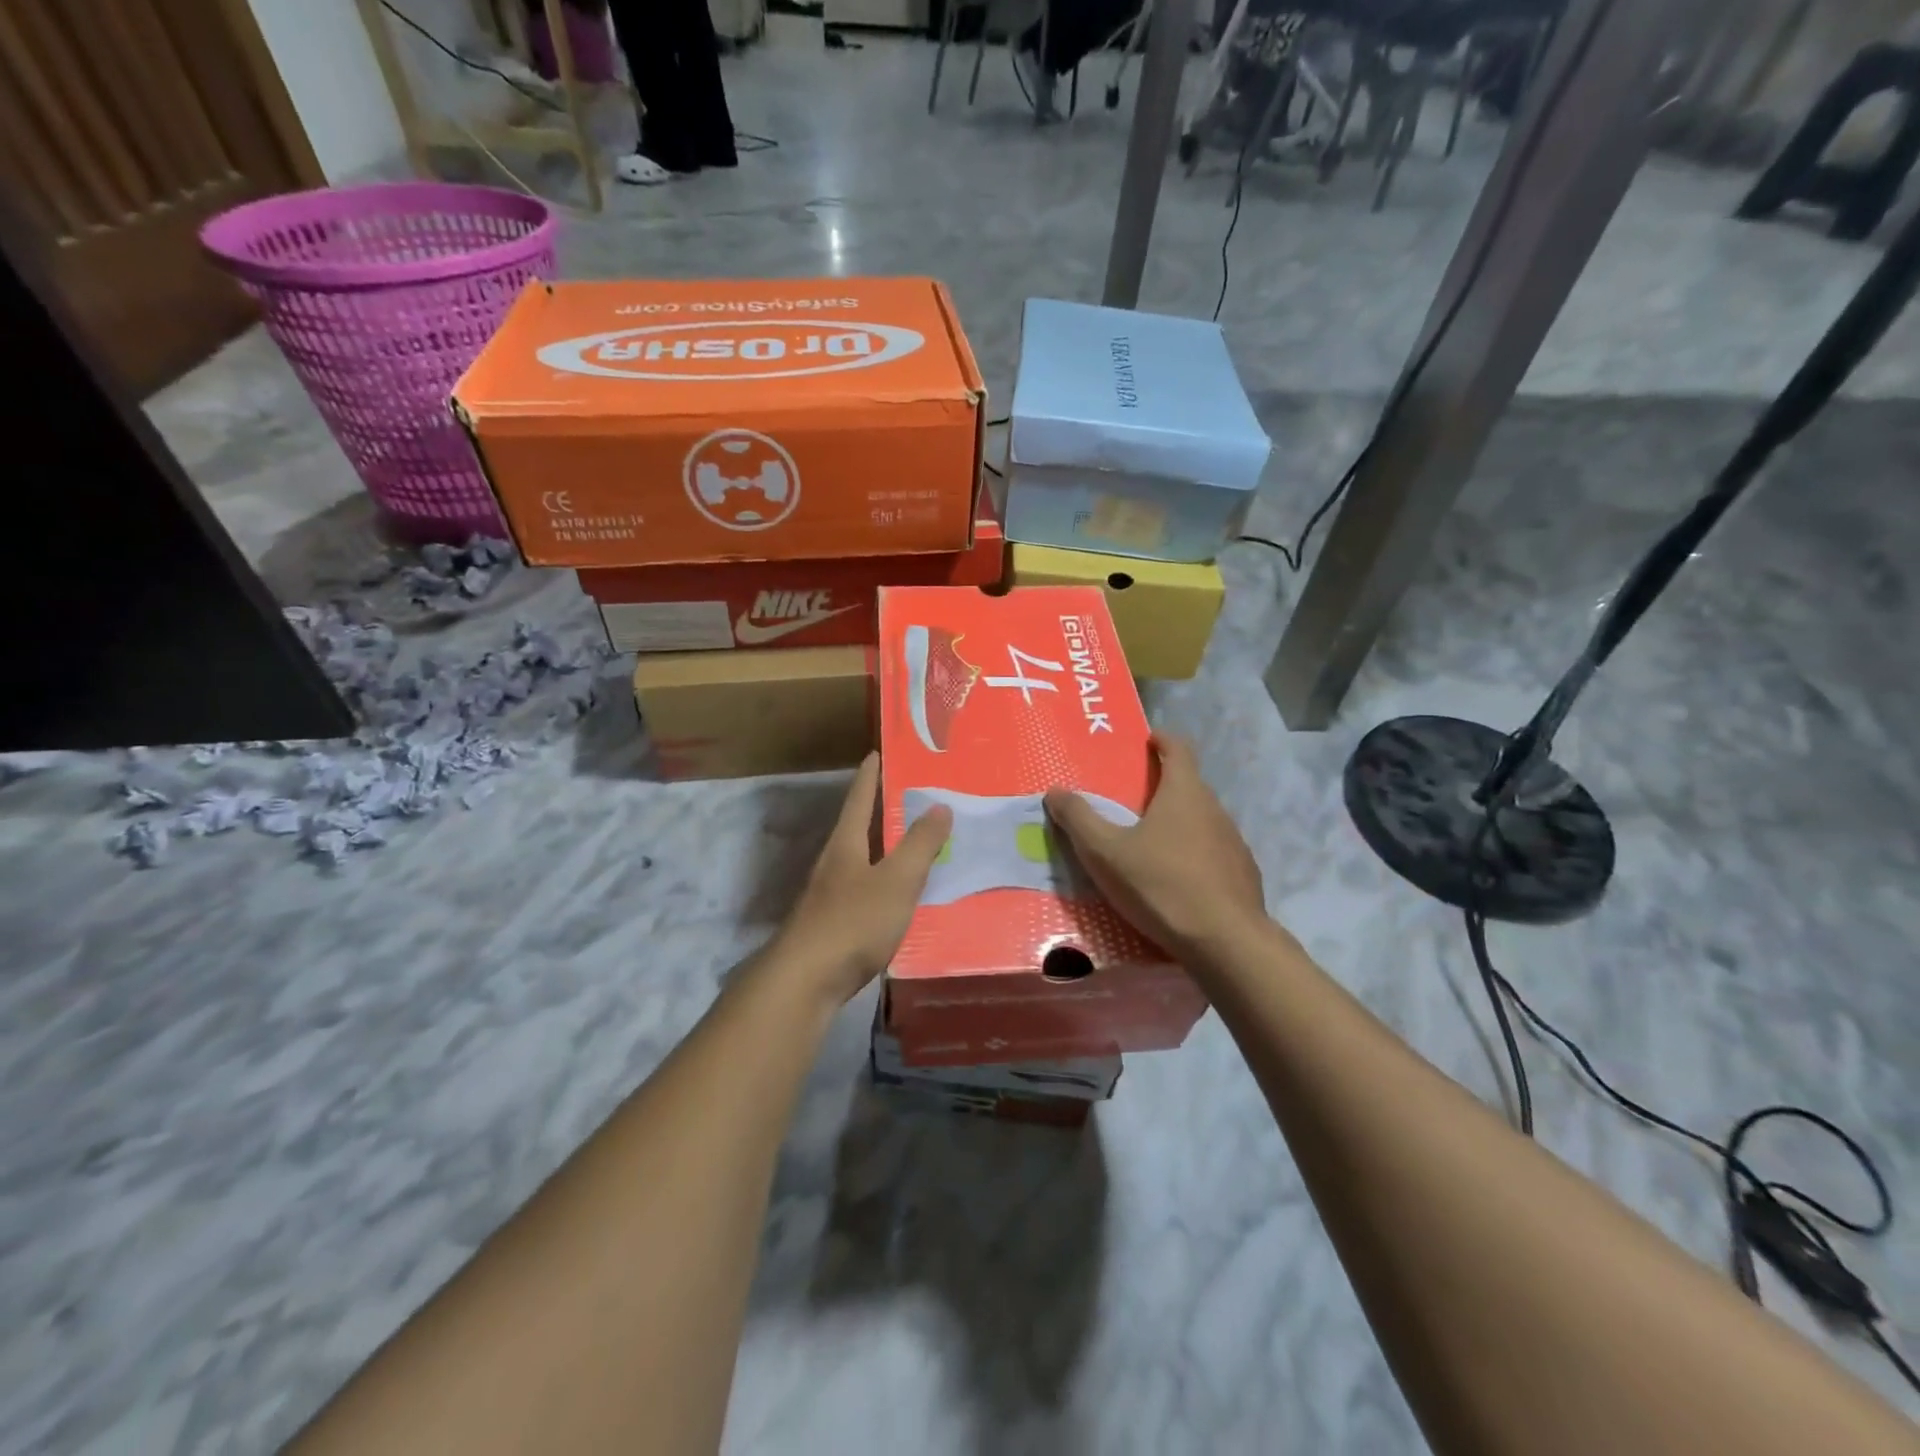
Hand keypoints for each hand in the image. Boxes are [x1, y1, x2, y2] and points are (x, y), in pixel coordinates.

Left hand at [770, 753, 951, 1006]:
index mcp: (845, 845)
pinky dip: (884, 886)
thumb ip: (920, 845)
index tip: (876, 753)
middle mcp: (833, 865)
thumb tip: (940, 806)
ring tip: (915, 846)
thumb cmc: (853, 921)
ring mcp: (829, 897)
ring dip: (884, 851)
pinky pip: (864, 894)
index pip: (859, 800)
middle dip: (880, 812)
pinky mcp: (832, 927)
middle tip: (911, 798)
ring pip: (861, 863)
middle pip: (857, 829)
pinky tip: (900, 899)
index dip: (870, 777)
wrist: (805, 981)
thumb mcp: (896, 880)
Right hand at [1045, 734, 1268, 964]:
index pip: (1179, 749)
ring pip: (1203, 821)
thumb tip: (1055, 792)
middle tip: (1133, 800)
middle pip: (1190, 786)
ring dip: (1179, 824)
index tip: (1148, 740)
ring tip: (1151, 845)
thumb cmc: (1161, 885)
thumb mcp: (1105, 853)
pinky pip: (1214, 854)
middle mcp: (1215, 810)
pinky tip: (1177, 882)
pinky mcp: (1243, 875)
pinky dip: (1195, 856)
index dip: (1162, 740)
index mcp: (1184, 793)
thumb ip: (1079, 819)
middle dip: (1164, 786)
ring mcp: (1234, 843)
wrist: (1225, 943)